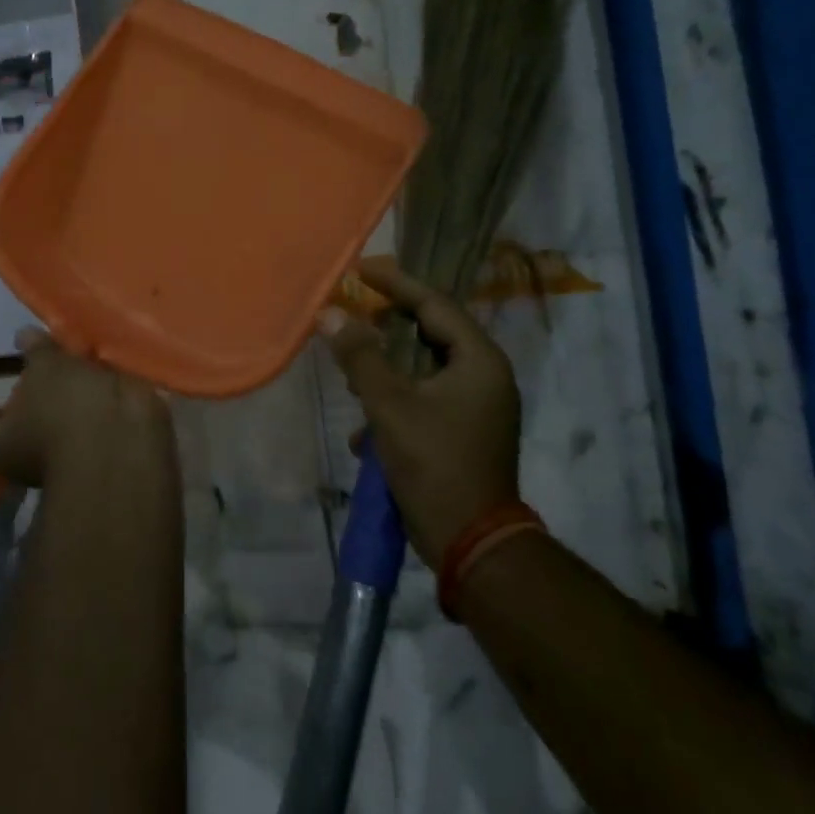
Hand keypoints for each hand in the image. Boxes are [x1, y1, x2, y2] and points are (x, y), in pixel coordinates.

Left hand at [0, 328, 174, 489]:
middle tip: (32, 343)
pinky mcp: (92, 439)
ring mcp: (59, 447)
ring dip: (59, 375)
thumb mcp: (46, 370)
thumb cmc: (67, 411)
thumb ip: (35, 349)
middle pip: (14, 407)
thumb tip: (23, 336)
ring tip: (67, 341)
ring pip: (52, 406)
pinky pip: (81, 407)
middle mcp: (23, 451)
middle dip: (25, 372)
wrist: (125, 445)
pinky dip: (84, 383)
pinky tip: (93, 357)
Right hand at [320, 260, 521, 566]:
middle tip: (353, 315)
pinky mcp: (464, 432)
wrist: (472, 544)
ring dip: (387, 370)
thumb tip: (330, 314)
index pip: (435, 305)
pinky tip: (365, 432)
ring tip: (353, 374)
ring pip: (424, 369)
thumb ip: (360, 357)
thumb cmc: (435, 465)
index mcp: (478, 361)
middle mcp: (484, 376)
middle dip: (388, 328)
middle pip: (431, 333)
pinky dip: (396, 403)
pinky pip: (425, 399)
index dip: (396, 284)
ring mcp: (477, 407)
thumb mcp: (390, 407)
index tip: (362, 269)